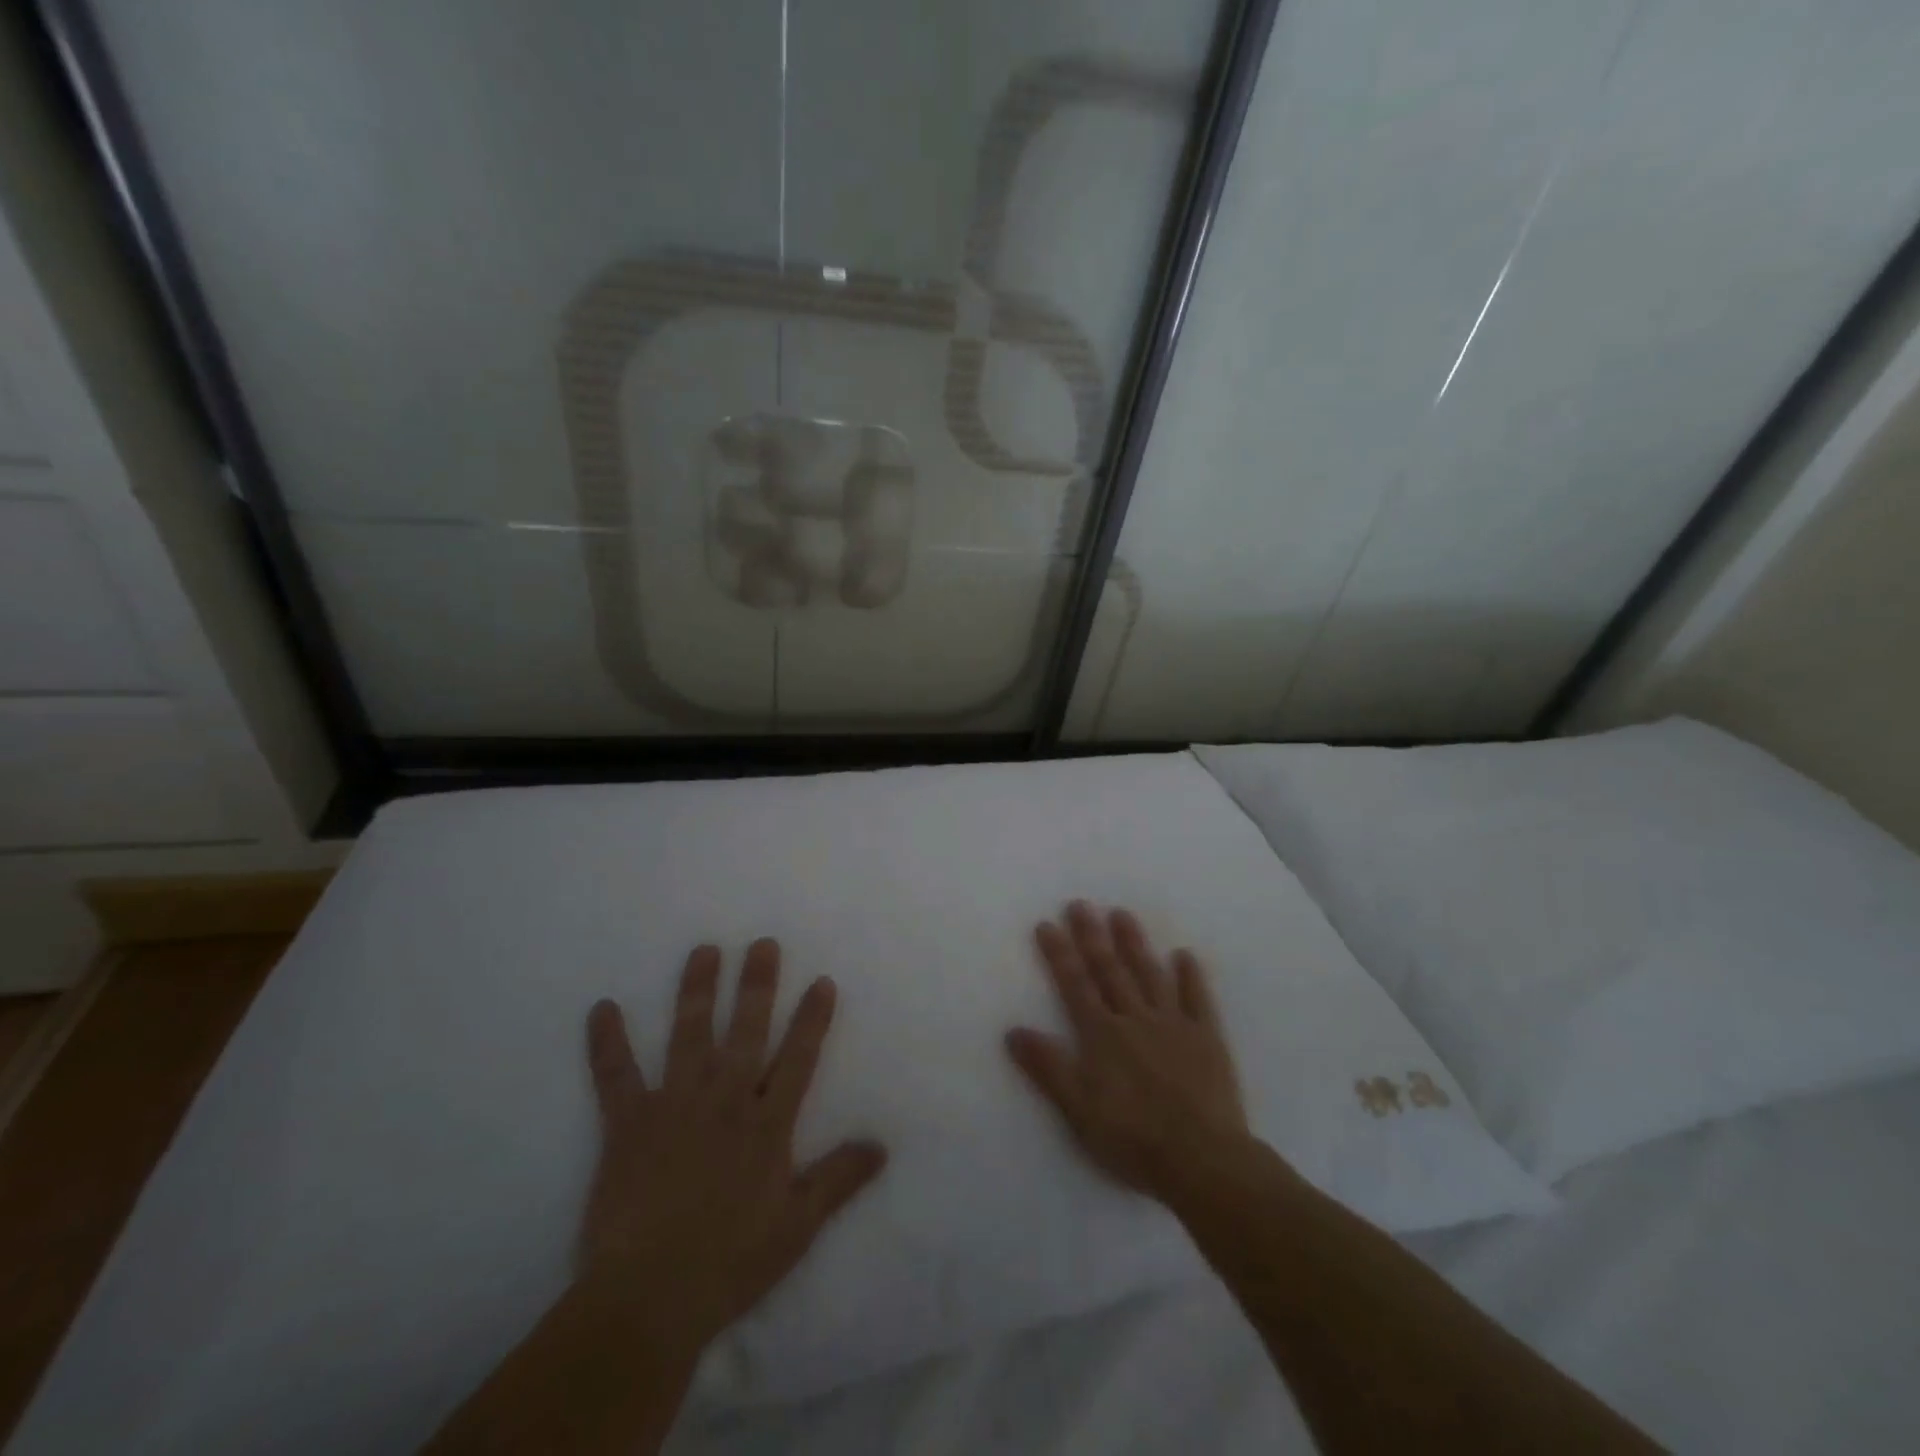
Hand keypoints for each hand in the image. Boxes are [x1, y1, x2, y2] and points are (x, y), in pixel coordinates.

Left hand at [580, 940, 886, 1358]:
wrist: (649, 1297)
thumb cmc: (731, 1262)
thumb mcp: (798, 1225)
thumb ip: (839, 1178)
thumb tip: (882, 1145)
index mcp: (767, 1124)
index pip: (798, 1058)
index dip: (812, 1018)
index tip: (821, 981)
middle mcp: (725, 1100)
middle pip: (747, 1031)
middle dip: (757, 985)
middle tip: (762, 943)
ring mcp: (675, 1105)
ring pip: (689, 1035)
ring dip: (697, 991)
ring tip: (704, 951)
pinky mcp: (628, 1123)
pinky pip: (616, 1076)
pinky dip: (607, 1042)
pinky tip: (602, 1007)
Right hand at [1006, 902, 1248, 1204]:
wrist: (1202, 1160)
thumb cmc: (1133, 1138)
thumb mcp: (1078, 1109)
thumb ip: (1047, 1067)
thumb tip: (1013, 1030)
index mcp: (1102, 1035)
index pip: (1075, 985)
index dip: (1060, 954)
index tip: (1047, 924)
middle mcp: (1135, 1018)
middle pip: (1110, 971)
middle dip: (1092, 936)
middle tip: (1080, 904)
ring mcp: (1174, 1024)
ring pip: (1150, 975)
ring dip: (1134, 943)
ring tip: (1122, 914)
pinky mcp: (1207, 1039)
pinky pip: (1197, 1000)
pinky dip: (1190, 976)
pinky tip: (1184, 955)